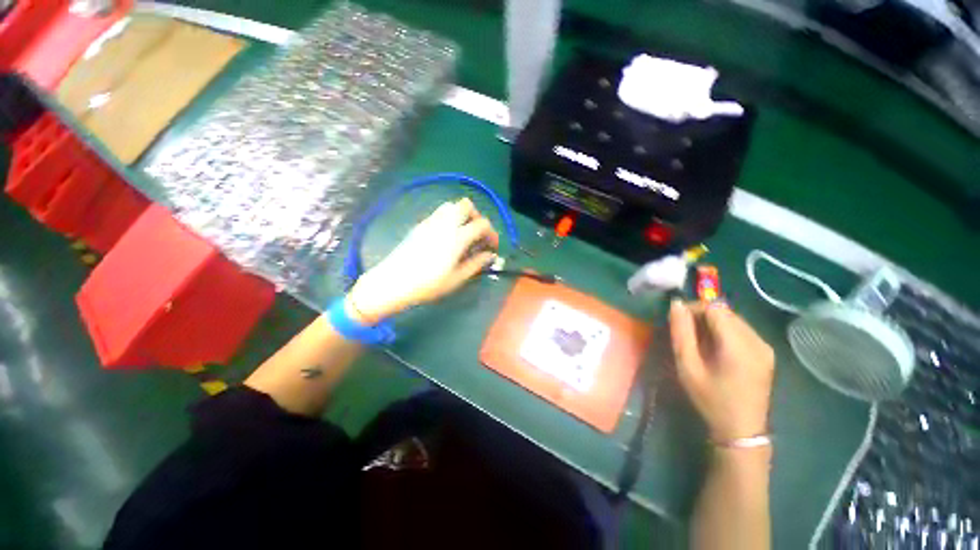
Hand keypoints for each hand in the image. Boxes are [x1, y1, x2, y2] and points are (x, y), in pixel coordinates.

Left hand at [347, 198, 499, 323]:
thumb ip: (476, 264)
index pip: (481, 224)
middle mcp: (444, 224)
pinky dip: (449, 219)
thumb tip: (490, 255)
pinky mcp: (420, 226)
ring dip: (462, 215)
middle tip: (477, 235)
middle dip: (477, 217)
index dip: (491, 233)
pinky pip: (439, 213)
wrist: (393, 282)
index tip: (492, 246)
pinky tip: (447, 237)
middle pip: (466, 205)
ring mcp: (430, 222)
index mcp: (456, 237)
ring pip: (451, 206)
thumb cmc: (428, 284)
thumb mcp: (456, 278)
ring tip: (463, 234)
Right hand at [669, 300, 774, 442]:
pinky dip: (724, 331)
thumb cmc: (710, 399)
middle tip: (685, 332)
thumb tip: (676, 305)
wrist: (741, 430)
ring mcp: (765, 346)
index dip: (693, 308)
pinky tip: (715, 348)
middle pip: (725, 312)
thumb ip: (681, 333)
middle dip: (701, 315)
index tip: (677, 321)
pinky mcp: (766, 352)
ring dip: (712, 323)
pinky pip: (742, 330)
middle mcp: (757, 341)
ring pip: (733, 319)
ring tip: (698, 341)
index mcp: (738, 345)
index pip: (715, 308)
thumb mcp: (688, 367)